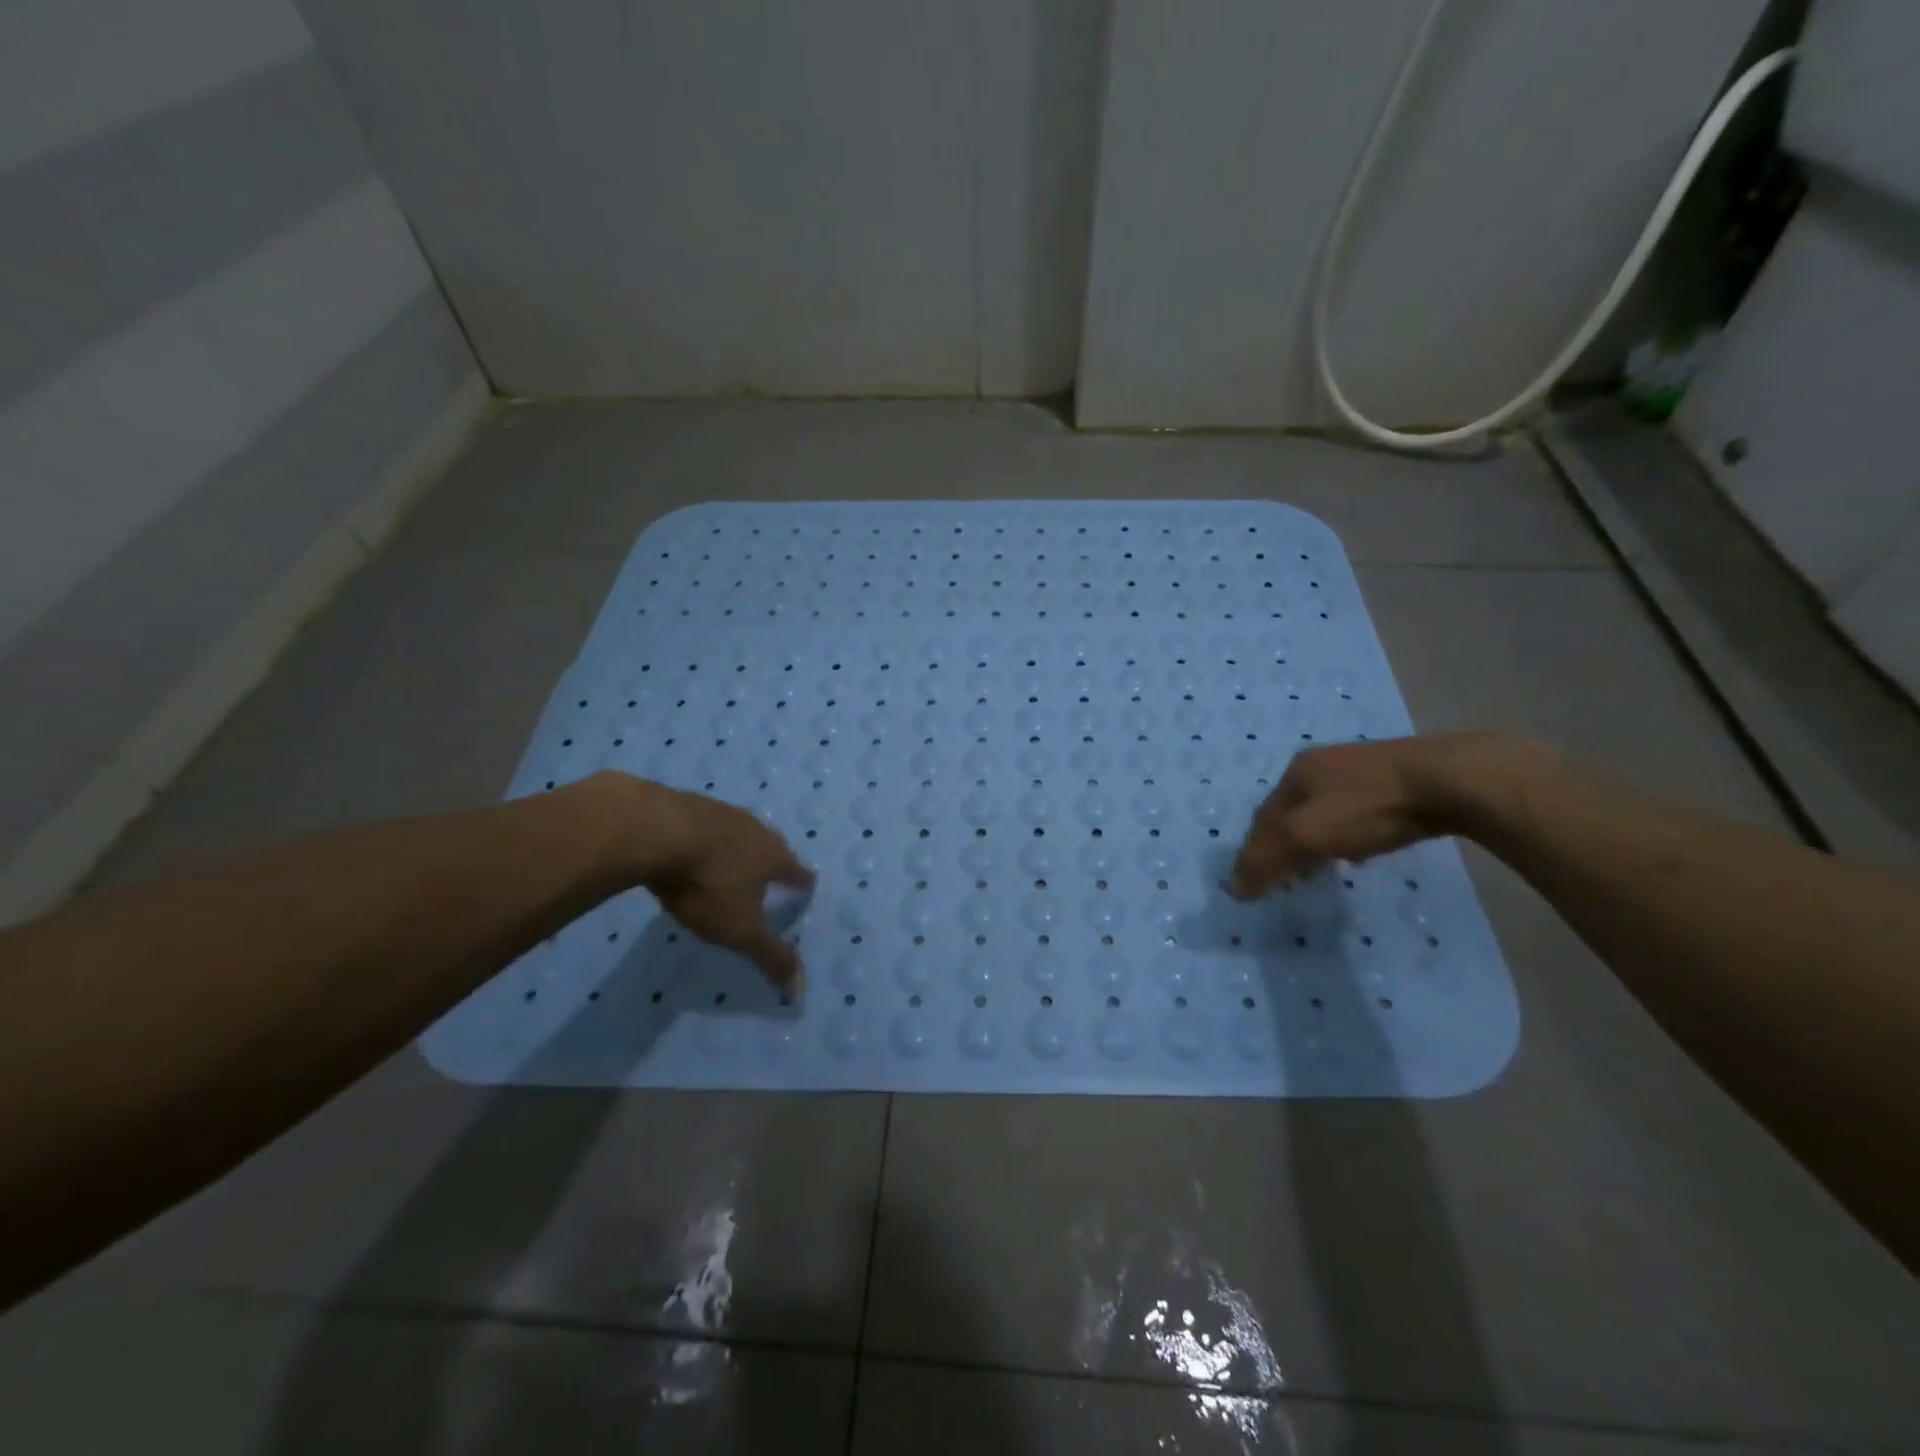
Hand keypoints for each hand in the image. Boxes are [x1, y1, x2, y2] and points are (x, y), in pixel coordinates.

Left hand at [638, 785, 815, 986]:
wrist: (654, 830)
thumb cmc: (707, 884)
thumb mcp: (740, 930)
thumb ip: (770, 956)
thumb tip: (800, 990)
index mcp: (774, 857)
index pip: (798, 872)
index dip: (802, 883)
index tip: (807, 886)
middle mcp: (756, 830)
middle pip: (772, 846)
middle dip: (773, 861)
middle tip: (771, 874)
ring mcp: (722, 813)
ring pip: (740, 832)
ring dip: (739, 847)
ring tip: (733, 862)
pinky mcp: (689, 804)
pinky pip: (707, 824)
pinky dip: (707, 838)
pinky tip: (694, 847)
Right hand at [1228, 735, 1511, 898]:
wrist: (1452, 781)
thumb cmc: (1368, 807)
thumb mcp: (1307, 835)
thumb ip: (1267, 861)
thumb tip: (1234, 890)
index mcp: (1296, 770)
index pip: (1263, 817)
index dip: (1256, 851)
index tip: (1258, 883)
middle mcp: (1322, 763)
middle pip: (1291, 812)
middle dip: (1286, 845)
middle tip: (1288, 878)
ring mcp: (1362, 768)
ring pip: (1325, 812)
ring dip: (1317, 841)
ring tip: (1322, 869)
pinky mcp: (1398, 779)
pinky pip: (1358, 812)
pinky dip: (1349, 835)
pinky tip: (1362, 852)